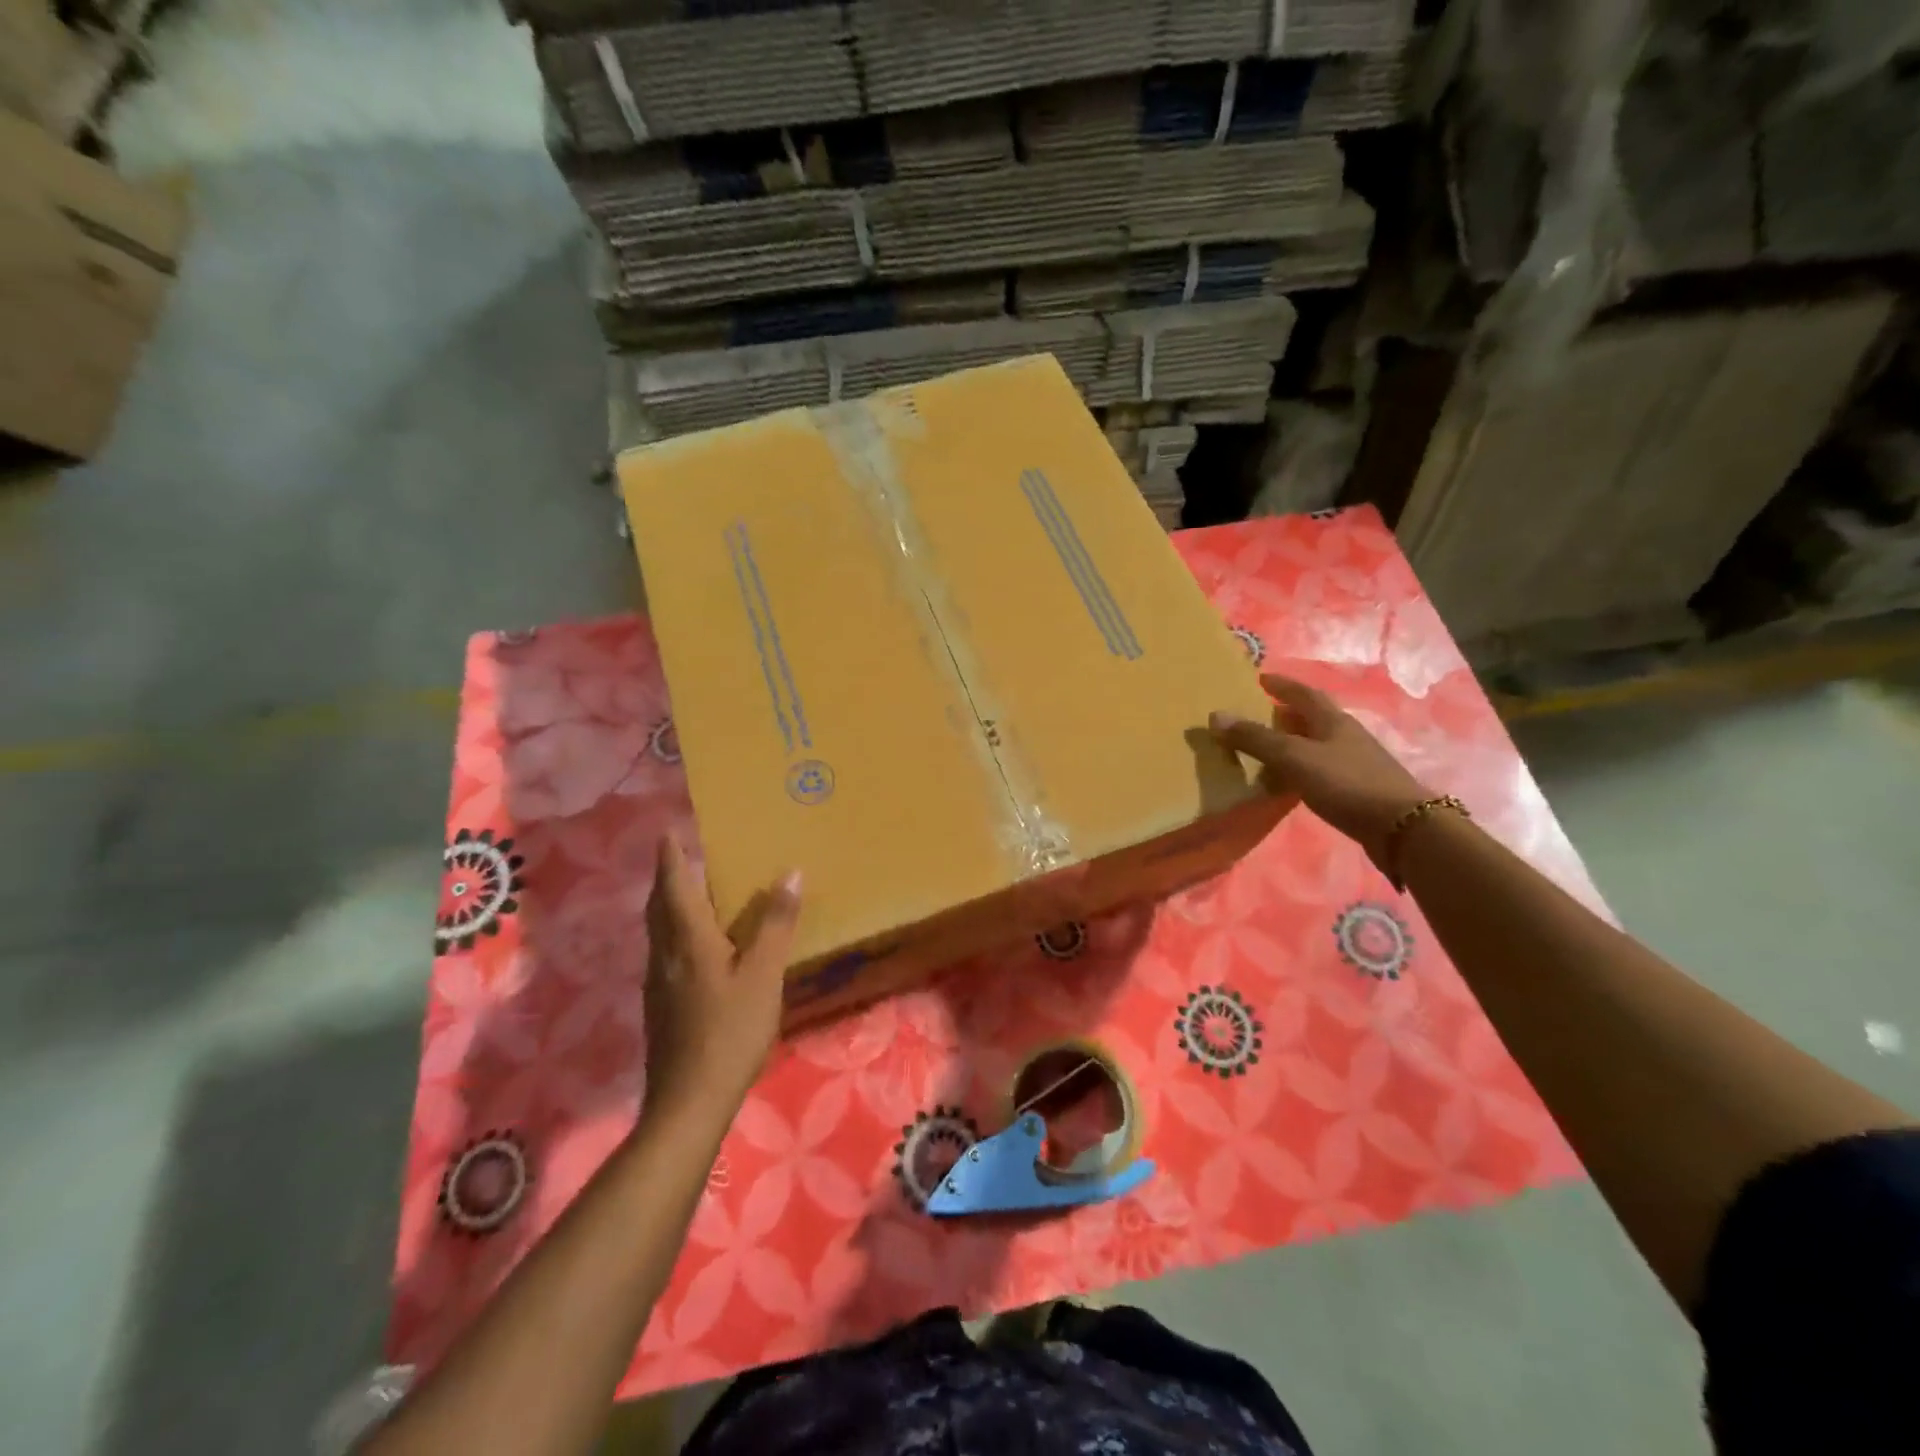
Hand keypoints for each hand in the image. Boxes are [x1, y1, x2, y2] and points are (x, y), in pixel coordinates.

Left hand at [642, 833, 802, 1123]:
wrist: (688, 1103)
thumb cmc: (729, 1032)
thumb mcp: (763, 975)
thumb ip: (776, 924)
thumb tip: (791, 872)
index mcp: (687, 940)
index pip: (674, 885)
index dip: (671, 856)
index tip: (669, 830)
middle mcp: (665, 955)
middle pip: (659, 906)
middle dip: (668, 877)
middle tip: (681, 854)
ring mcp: (658, 983)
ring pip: (660, 930)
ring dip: (671, 904)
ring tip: (695, 891)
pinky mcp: (661, 1006)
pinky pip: (667, 951)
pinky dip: (678, 931)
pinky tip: (700, 946)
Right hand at [1210, 673, 1433, 871]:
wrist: (1402, 827)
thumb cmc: (1346, 783)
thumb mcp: (1294, 757)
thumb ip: (1255, 739)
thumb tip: (1216, 715)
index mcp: (1332, 720)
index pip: (1304, 693)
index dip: (1282, 685)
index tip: (1262, 678)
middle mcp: (1346, 735)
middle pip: (1313, 717)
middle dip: (1287, 712)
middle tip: (1260, 713)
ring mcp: (1355, 762)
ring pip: (1318, 743)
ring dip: (1294, 741)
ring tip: (1269, 748)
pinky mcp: (1357, 788)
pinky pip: (1322, 768)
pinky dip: (1302, 767)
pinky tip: (1291, 780)